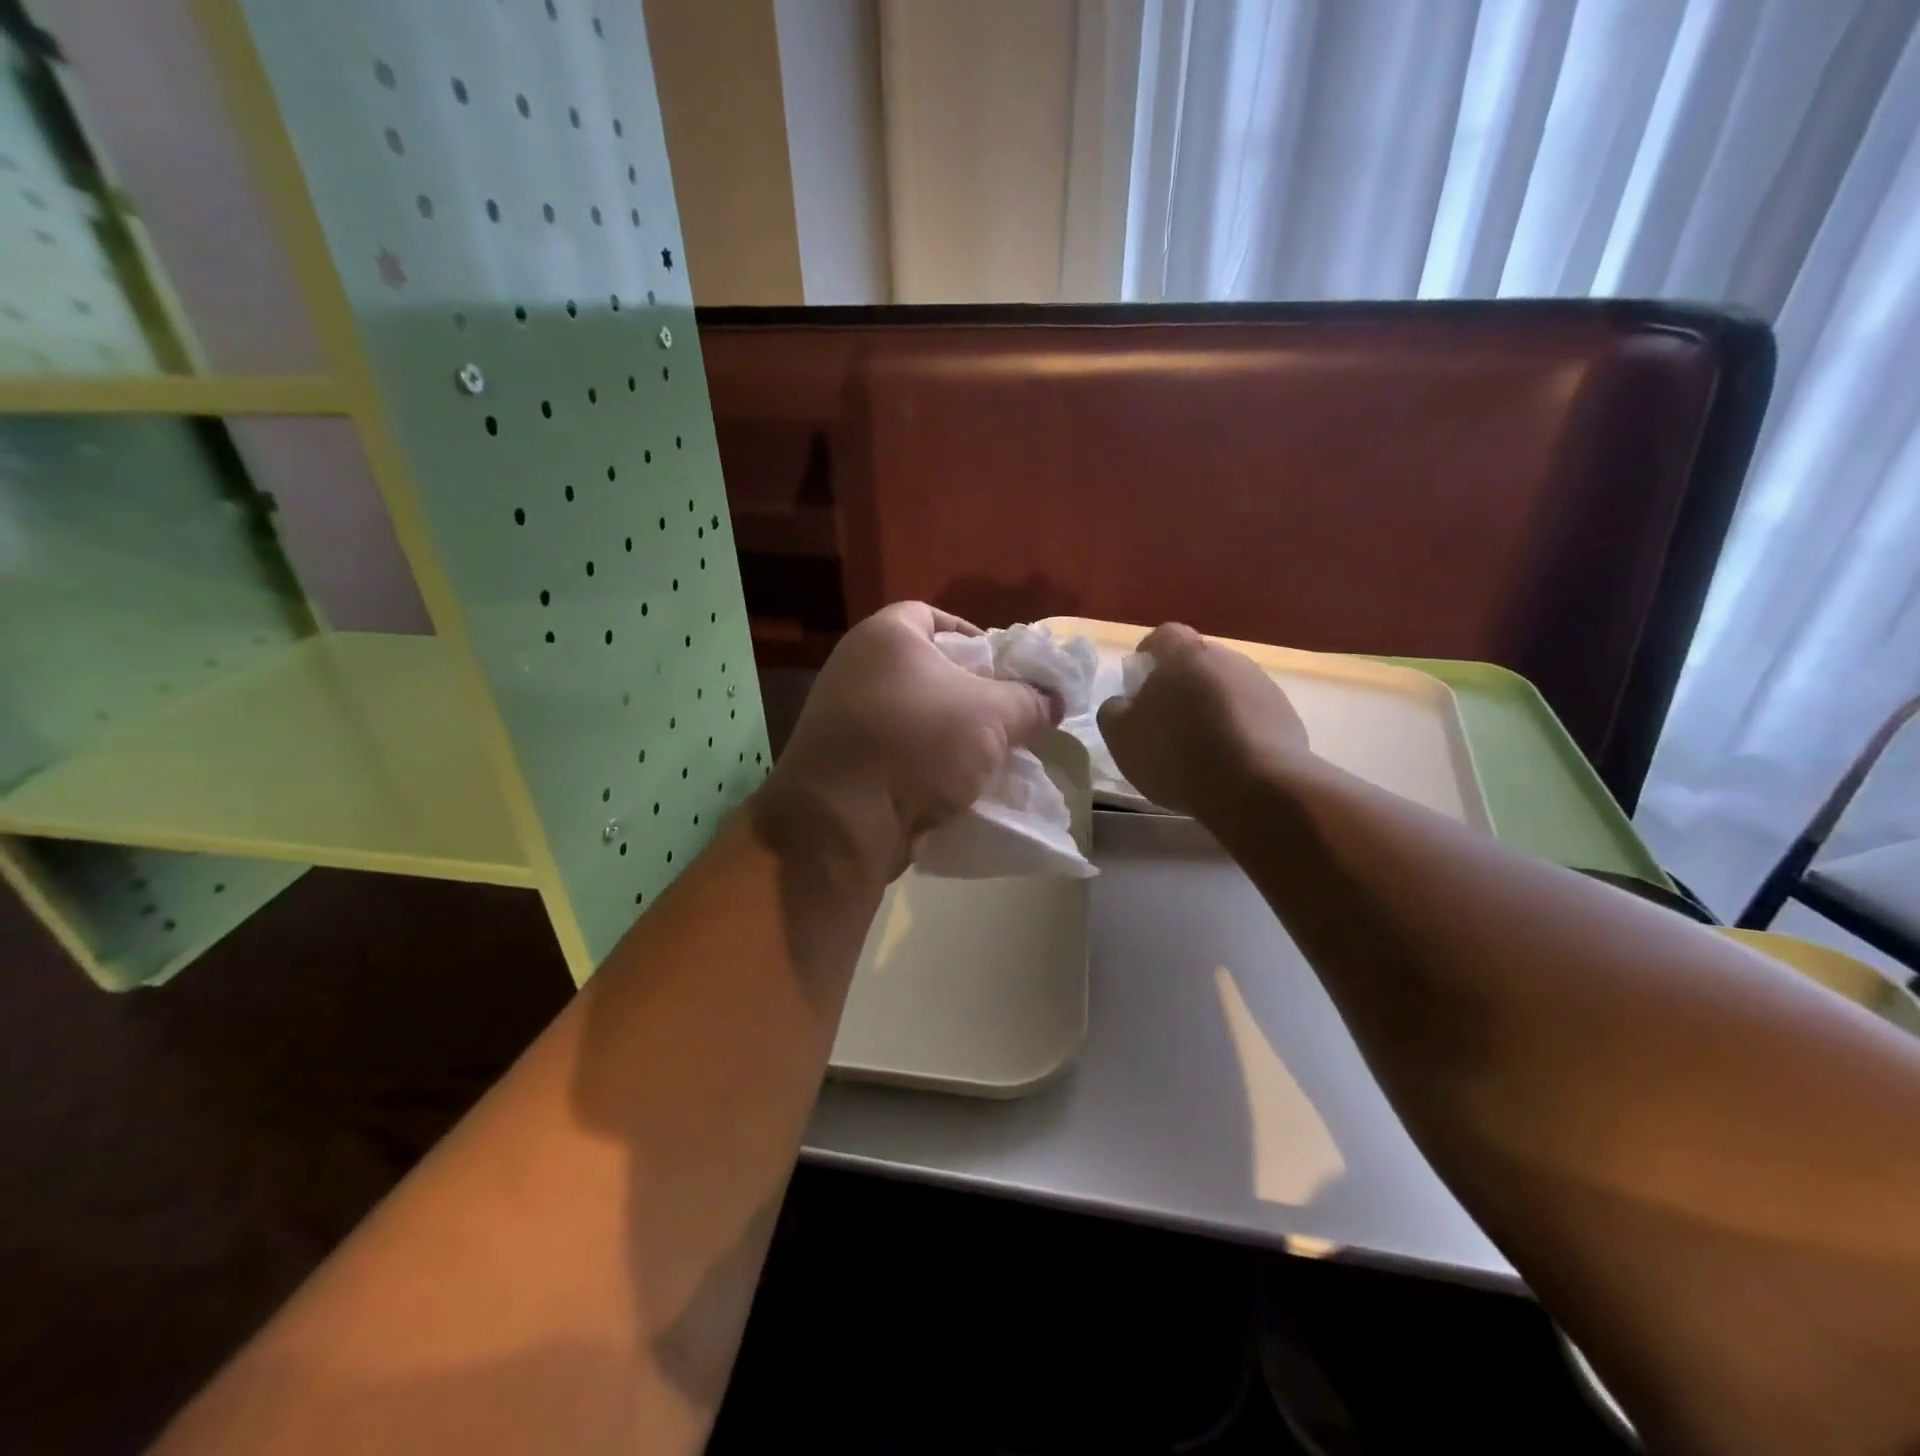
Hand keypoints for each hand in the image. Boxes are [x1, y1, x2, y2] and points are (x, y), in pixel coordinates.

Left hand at [760, 603, 1059, 881]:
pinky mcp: (841, 760)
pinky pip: (895, 749)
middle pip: (927, 669)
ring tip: (988, 756)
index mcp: (886, 636)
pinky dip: (924, 761)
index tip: (1005, 671)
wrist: (841, 823)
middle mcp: (856, 666)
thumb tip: (1053, 701)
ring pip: (913, 715)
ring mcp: (842, 715)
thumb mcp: (992, 716)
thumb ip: (1030, 701)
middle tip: (1006, 717)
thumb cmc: (917, 745)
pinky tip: (955, 784)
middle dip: (971, 694)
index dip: (975, 638)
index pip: (935, 617)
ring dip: (951, 734)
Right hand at [1096, 624, 1310, 817]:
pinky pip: (1251, 715)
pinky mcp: (1287, 716)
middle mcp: (1228, 659)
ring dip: (1210, 708)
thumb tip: (1123, 702)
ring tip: (1198, 747)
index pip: (1163, 636)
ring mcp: (1263, 686)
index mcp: (1185, 655)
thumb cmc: (1177, 754)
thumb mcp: (1121, 737)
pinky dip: (1236, 730)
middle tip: (1164, 720)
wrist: (1258, 789)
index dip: (1148, 655)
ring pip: (1225, 689)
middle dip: (1180, 685)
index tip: (1138, 684)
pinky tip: (1227, 762)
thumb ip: (1114, 710)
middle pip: (1197, 663)